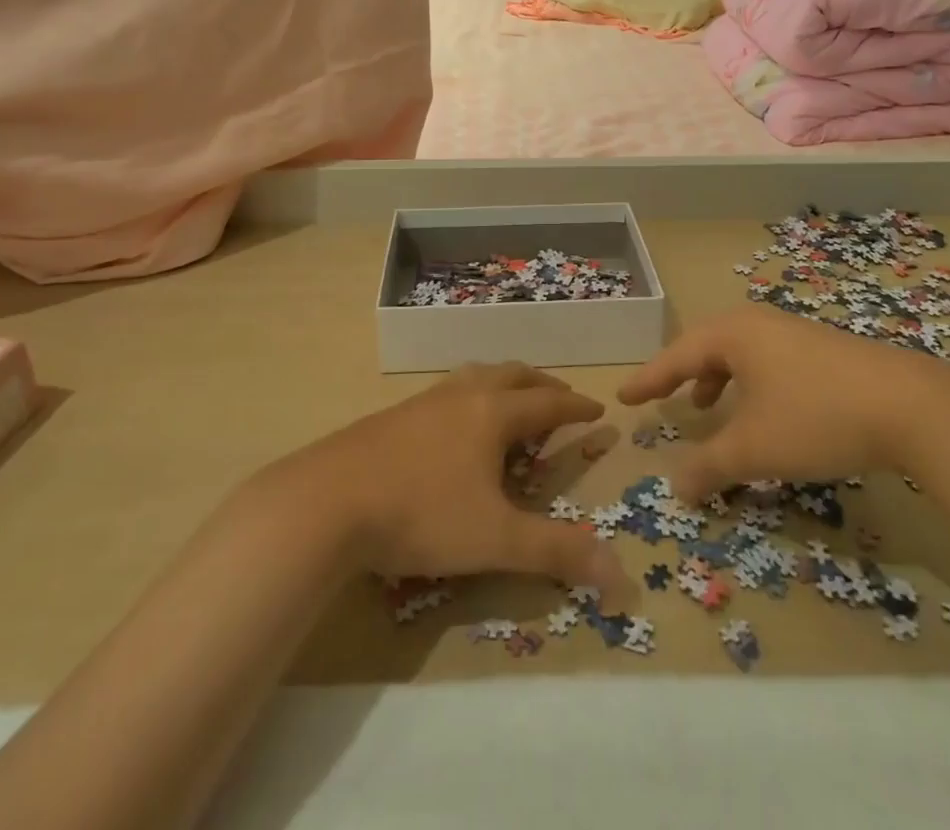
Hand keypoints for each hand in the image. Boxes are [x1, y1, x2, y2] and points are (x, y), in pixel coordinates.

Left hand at [261, 363, 636, 609]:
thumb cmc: (422, 514)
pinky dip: (470, 396)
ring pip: (476, 376)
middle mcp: (463, 394)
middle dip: (542, 385)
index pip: (547, 400)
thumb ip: (556, 553)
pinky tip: (455, 424)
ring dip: (504, 384)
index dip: (576, 405)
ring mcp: (424, 400)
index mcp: (493, 413)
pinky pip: (447, 391)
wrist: (328, 500)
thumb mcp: (495, 539)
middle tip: (559, 400)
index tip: (597, 409)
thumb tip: (620, 575)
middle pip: (513, 375)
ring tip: (511, 404)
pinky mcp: (395, 414)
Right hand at [617, 306, 949, 502]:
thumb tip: (675, 488)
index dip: (648, 379)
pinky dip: (749, 383)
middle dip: (682, 374)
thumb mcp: (755, 449)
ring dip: (717, 379)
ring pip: (740, 353)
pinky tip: (764, 411)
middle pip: (706, 346)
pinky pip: (767, 360)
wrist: (913, 406)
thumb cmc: (816, 418)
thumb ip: (709, 467)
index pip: (676, 357)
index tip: (623, 395)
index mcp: (733, 334)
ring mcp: (794, 332)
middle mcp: (759, 323)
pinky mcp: (823, 349)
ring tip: (709, 407)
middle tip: (663, 396)